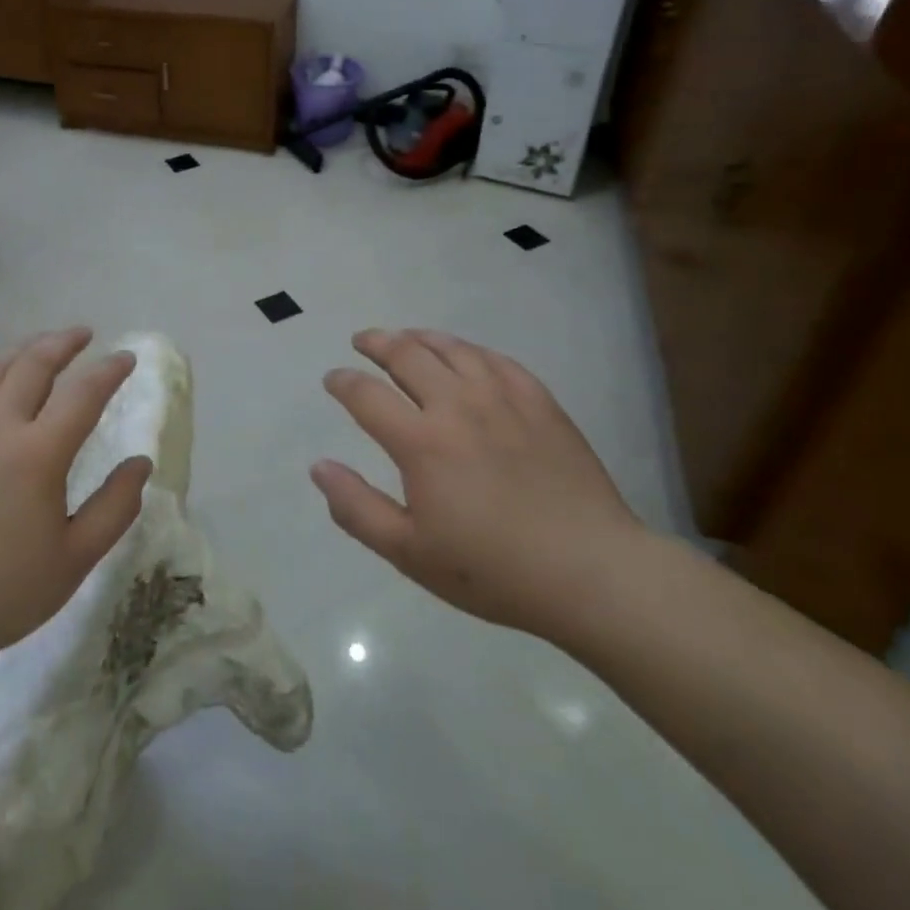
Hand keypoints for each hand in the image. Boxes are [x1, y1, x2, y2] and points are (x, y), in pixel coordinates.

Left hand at [0, 328, 149, 704]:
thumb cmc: (3, 591)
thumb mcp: (75, 559)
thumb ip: (115, 507)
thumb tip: (142, 463)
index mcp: (38, 454)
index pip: (83, 393)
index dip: (109, 370)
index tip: (126, 359)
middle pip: (33, 364)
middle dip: (64, 342)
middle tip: (84, 335)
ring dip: (22, 351)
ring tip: (41, 348)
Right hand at [312, 328, 646, 643]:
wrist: (591, 572)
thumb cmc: (493, 569)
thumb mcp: (410, 553)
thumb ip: (357, 508)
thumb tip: (319, 466)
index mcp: (420, 442)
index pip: (366, 395)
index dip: (343, 382)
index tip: (333, 379)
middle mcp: (456, 405)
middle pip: (406, 355)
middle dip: (376, 343)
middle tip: (362, 341)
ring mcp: (502, 398)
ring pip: (451, 348)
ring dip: (420, 337)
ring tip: (405, 337)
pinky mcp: (539, 402)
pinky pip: (496, 360)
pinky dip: (469, 349)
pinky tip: (464, 354)